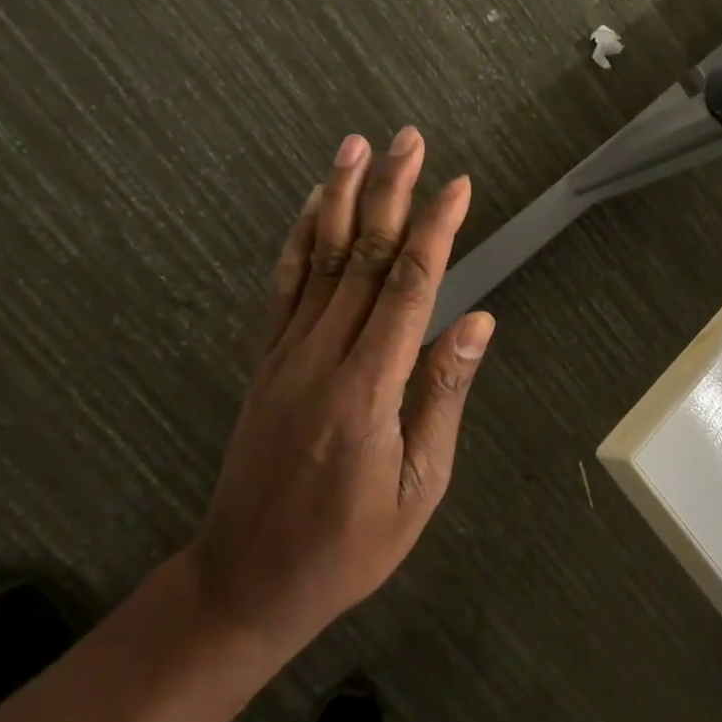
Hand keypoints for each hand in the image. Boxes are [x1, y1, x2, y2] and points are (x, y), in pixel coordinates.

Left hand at [188, 127, 493, 653]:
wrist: (245, 582)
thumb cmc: (348, 547)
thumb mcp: (418, 488)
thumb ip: (443, 396)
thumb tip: (476, 321)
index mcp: (368, 391)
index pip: (410, 288)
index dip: (436, 230)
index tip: (458, 185)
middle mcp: (322, 358)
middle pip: (364, 257)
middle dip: (392, 193)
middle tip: (411, 139)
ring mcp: (285, 355)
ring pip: (320, 260)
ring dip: (342, 197)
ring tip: (358, 146)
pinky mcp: (266, 361)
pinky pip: (284, 287)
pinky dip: (301, 239)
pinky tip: (315, 206)